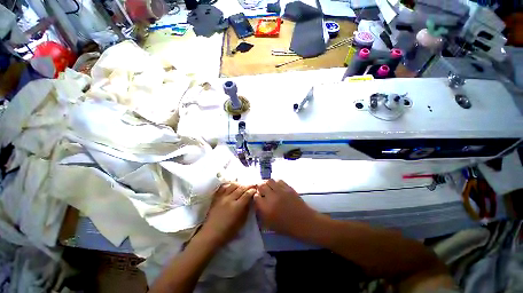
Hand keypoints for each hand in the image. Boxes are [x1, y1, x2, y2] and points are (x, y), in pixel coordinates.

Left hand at [199, 183, 255, 247]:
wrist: (211, 234)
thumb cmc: (228, 231)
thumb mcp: (241, 222)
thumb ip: (247, 209)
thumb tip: (250, 200)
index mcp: (237, 207)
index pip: (247, 194)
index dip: (253, 190)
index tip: (256, 189)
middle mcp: (230, 199)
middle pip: (241, 188)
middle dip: (248, 185)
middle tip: (252, 184)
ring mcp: (222, 197)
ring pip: (232, 185)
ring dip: (239, 184)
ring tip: (243, 185)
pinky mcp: (216, 197)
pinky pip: (223, 187)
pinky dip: (229, 185)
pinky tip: (231, 185)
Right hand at [254, 179, 318, 237]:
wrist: (304, 222)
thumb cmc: (286, 226)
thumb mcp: (270, 224)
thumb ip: (261, 213)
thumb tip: (257, 203)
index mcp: (266, 209)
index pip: (256, 196)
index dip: (256, 196)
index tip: (258, 197)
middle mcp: (272, 198)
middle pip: (261, 186)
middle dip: (259, 187)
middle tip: (261, 190)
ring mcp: (281, 191)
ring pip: (269, 181)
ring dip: (267, 183)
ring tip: (269, 187)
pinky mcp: (288, 188)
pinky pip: (279, 180)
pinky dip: (275, 182)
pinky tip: (276, 186)